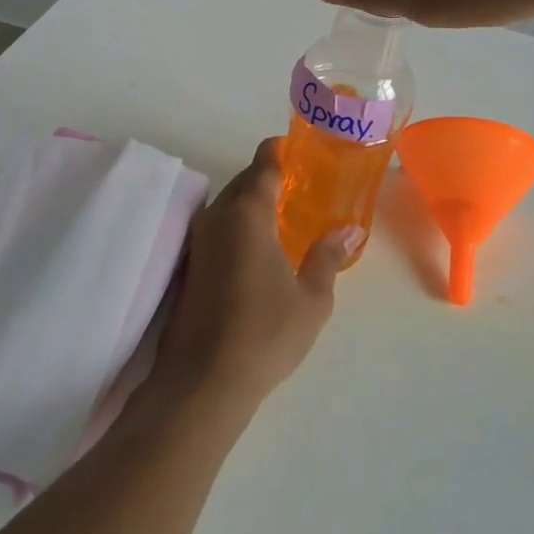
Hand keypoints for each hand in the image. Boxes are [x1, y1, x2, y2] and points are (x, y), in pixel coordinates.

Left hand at [150, 139, 352, 419]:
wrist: (201, 383)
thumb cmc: (264, 334)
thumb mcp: (311, 299)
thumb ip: (326, 257)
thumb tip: (346, 230)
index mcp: (247, 214)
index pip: (262, 164)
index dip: (279, 151)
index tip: (297, 149)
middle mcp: (217, 217)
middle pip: (243, 182)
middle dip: (267, 179)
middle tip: (298, 189)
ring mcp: (197, 242)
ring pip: (227, 206)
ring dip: (251, 204)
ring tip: (281, 219)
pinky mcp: (187, 267)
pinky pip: (217, 229)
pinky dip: (237, 227)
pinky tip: (256, 251)